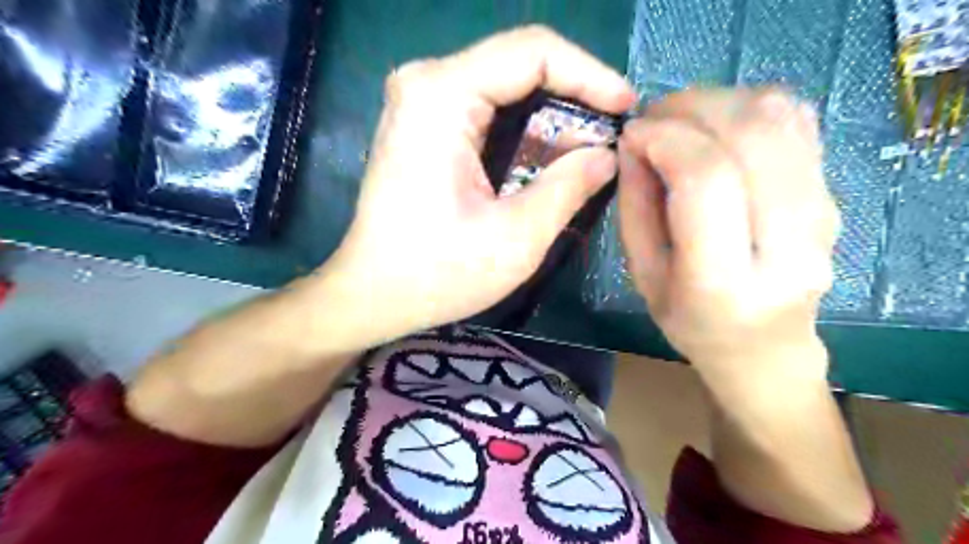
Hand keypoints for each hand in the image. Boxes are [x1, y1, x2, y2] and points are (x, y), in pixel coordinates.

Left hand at [317, 26, 636, 347]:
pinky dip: (523, 128)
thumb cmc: (438, 272)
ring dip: (550, 114)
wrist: (372, 294)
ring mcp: (419, 102)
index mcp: (442, 95)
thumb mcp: (517, 236)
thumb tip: (607, 154)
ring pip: (504, 85)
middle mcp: (426, 83)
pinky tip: (547, 157)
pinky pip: (486, 107)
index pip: (533, 52)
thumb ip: (569, 186)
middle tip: (611, 133)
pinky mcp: (422, 124)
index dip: (590, 75)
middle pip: (518, 63)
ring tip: (588, 148)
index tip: (626, 109)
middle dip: (574, 95)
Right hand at [621, 89, 841, 387]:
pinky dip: (748, 108)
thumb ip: (634, 206)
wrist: (766, 349)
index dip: (665, 139)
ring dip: (719, 102)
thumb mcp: (643, 274)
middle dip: (691, 107)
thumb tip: (633, 141)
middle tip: (652, 118)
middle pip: (753, 133)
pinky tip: (717, 129)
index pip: (707, 179)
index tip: (631, 134)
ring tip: (680, 122)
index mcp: (724, 280)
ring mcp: (823, 213)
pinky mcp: (833, 193)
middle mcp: (788, 243)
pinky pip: (796, 122)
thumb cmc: (692, 321)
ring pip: (780, 116)